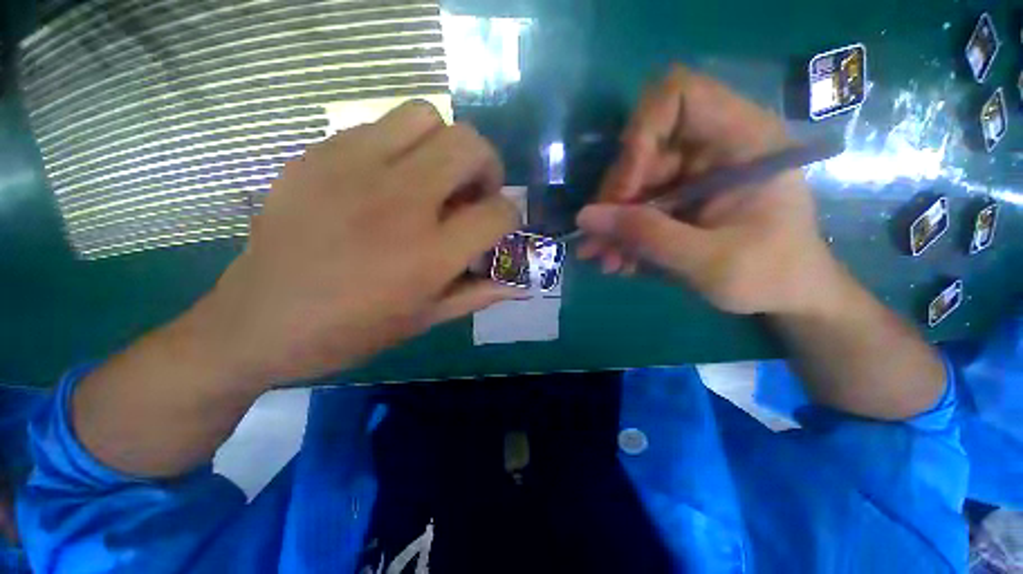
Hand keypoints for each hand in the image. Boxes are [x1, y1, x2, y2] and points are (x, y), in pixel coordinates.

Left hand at [198, 101, 520, 384]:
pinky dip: (400, 147)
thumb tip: (516, 286)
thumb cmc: (351, 331)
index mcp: (430, 254)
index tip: (498, 226)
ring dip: (445, 145)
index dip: (510, 217)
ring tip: (433, 178)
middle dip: (487, 167)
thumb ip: (477, 295)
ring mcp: (354, 170)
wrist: (257, 322)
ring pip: (426, 117)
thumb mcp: (424, 320)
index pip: (499, 212)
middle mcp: (400, 203)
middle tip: (473, 193)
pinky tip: (386, 180)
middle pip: (470, 146)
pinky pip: (377, 126)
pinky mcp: (317, 155)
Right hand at [576, 66, 839, 314]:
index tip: (625, 192)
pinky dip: (623, 234)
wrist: (787, 296)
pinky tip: (618, 261)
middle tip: (598, 243)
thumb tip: (584, 217)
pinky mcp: (678, 197)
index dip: (640, 136)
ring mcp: (692, 173)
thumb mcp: (708, 260)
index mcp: (743, 140)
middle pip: (642, 151)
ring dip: (612, 224)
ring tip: (604, 260)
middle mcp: (713, 146)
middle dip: (615, 201)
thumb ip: (646, 235)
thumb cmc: (770, 275)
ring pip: (632, 184)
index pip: (680, 97)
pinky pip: (636, 206)